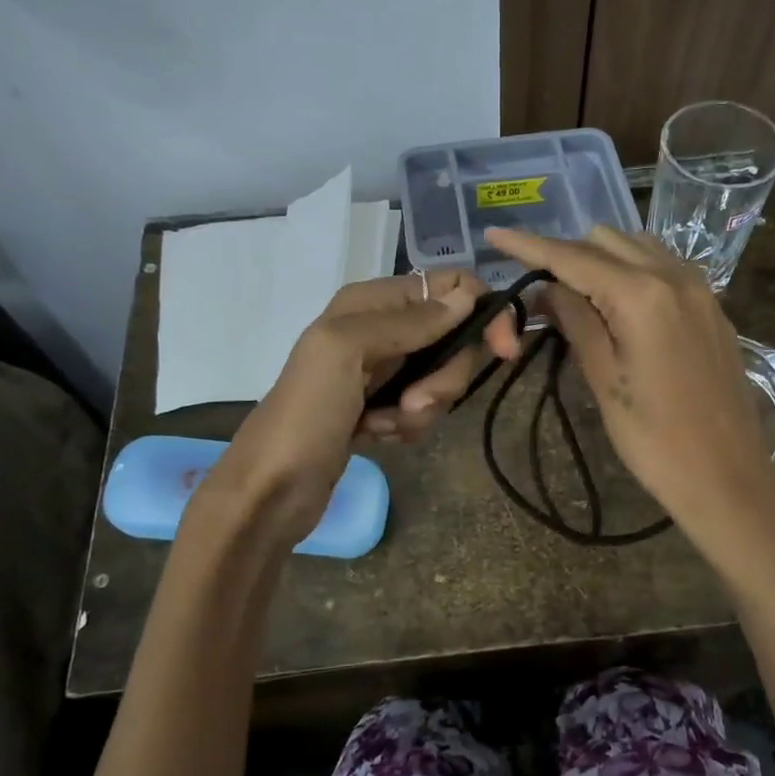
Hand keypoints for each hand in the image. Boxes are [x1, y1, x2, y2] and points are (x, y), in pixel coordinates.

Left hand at [208, 270, 520, 540]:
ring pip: (442, 376)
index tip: (502, 351)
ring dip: (424, 406)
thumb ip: (409, 321)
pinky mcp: (384, 407)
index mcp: (371, 301)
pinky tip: (379, 436)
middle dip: (446, 374)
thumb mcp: (347, 350)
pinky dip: (409, 425)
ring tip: (386, 424)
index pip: (450, 287)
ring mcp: (383, 370)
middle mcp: (381, 328)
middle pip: (454, 336)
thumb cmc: (306, 412)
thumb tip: (468, 298)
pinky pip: (424, 407)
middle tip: (415, 402)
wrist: (272, 488)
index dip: (483, 313)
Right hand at [484, 225, 774, 535]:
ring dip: (601, 259)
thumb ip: (575, 321)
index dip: (529, 244)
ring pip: (637, 247)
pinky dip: (632, 270)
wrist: (727, 475)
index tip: (495, 234)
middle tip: (538, 289)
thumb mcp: (603, 380)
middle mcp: (673, 276)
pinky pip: (663, 266)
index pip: (572, 256)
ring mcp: (699, 288)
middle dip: (566, 254)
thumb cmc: (655, 438)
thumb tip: (548, 288)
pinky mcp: (712, 306)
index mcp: (641, 294)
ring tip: (576, 295)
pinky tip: (619, 302)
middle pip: (605, 241)